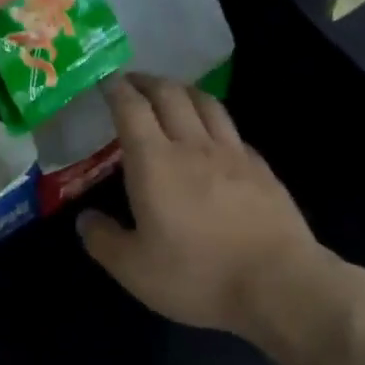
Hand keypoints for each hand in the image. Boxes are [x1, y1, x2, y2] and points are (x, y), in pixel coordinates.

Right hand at [76, 75, 354, 350]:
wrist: (278, 284)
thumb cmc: (197, 274)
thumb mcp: (133, 269)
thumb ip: (103, 240)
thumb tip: (85, 219)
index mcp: (155, 162)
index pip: (131, 109)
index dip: (116, 89)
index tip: (105, 81)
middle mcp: (193, 146)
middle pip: (170, 94)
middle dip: (147, 81)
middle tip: (132, 82)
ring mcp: (233, 154)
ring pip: (206, 103)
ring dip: (183, 91)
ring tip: (171, 94)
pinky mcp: (261, 169)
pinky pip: (232, 131)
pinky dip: (213, 121)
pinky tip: (213, 136)